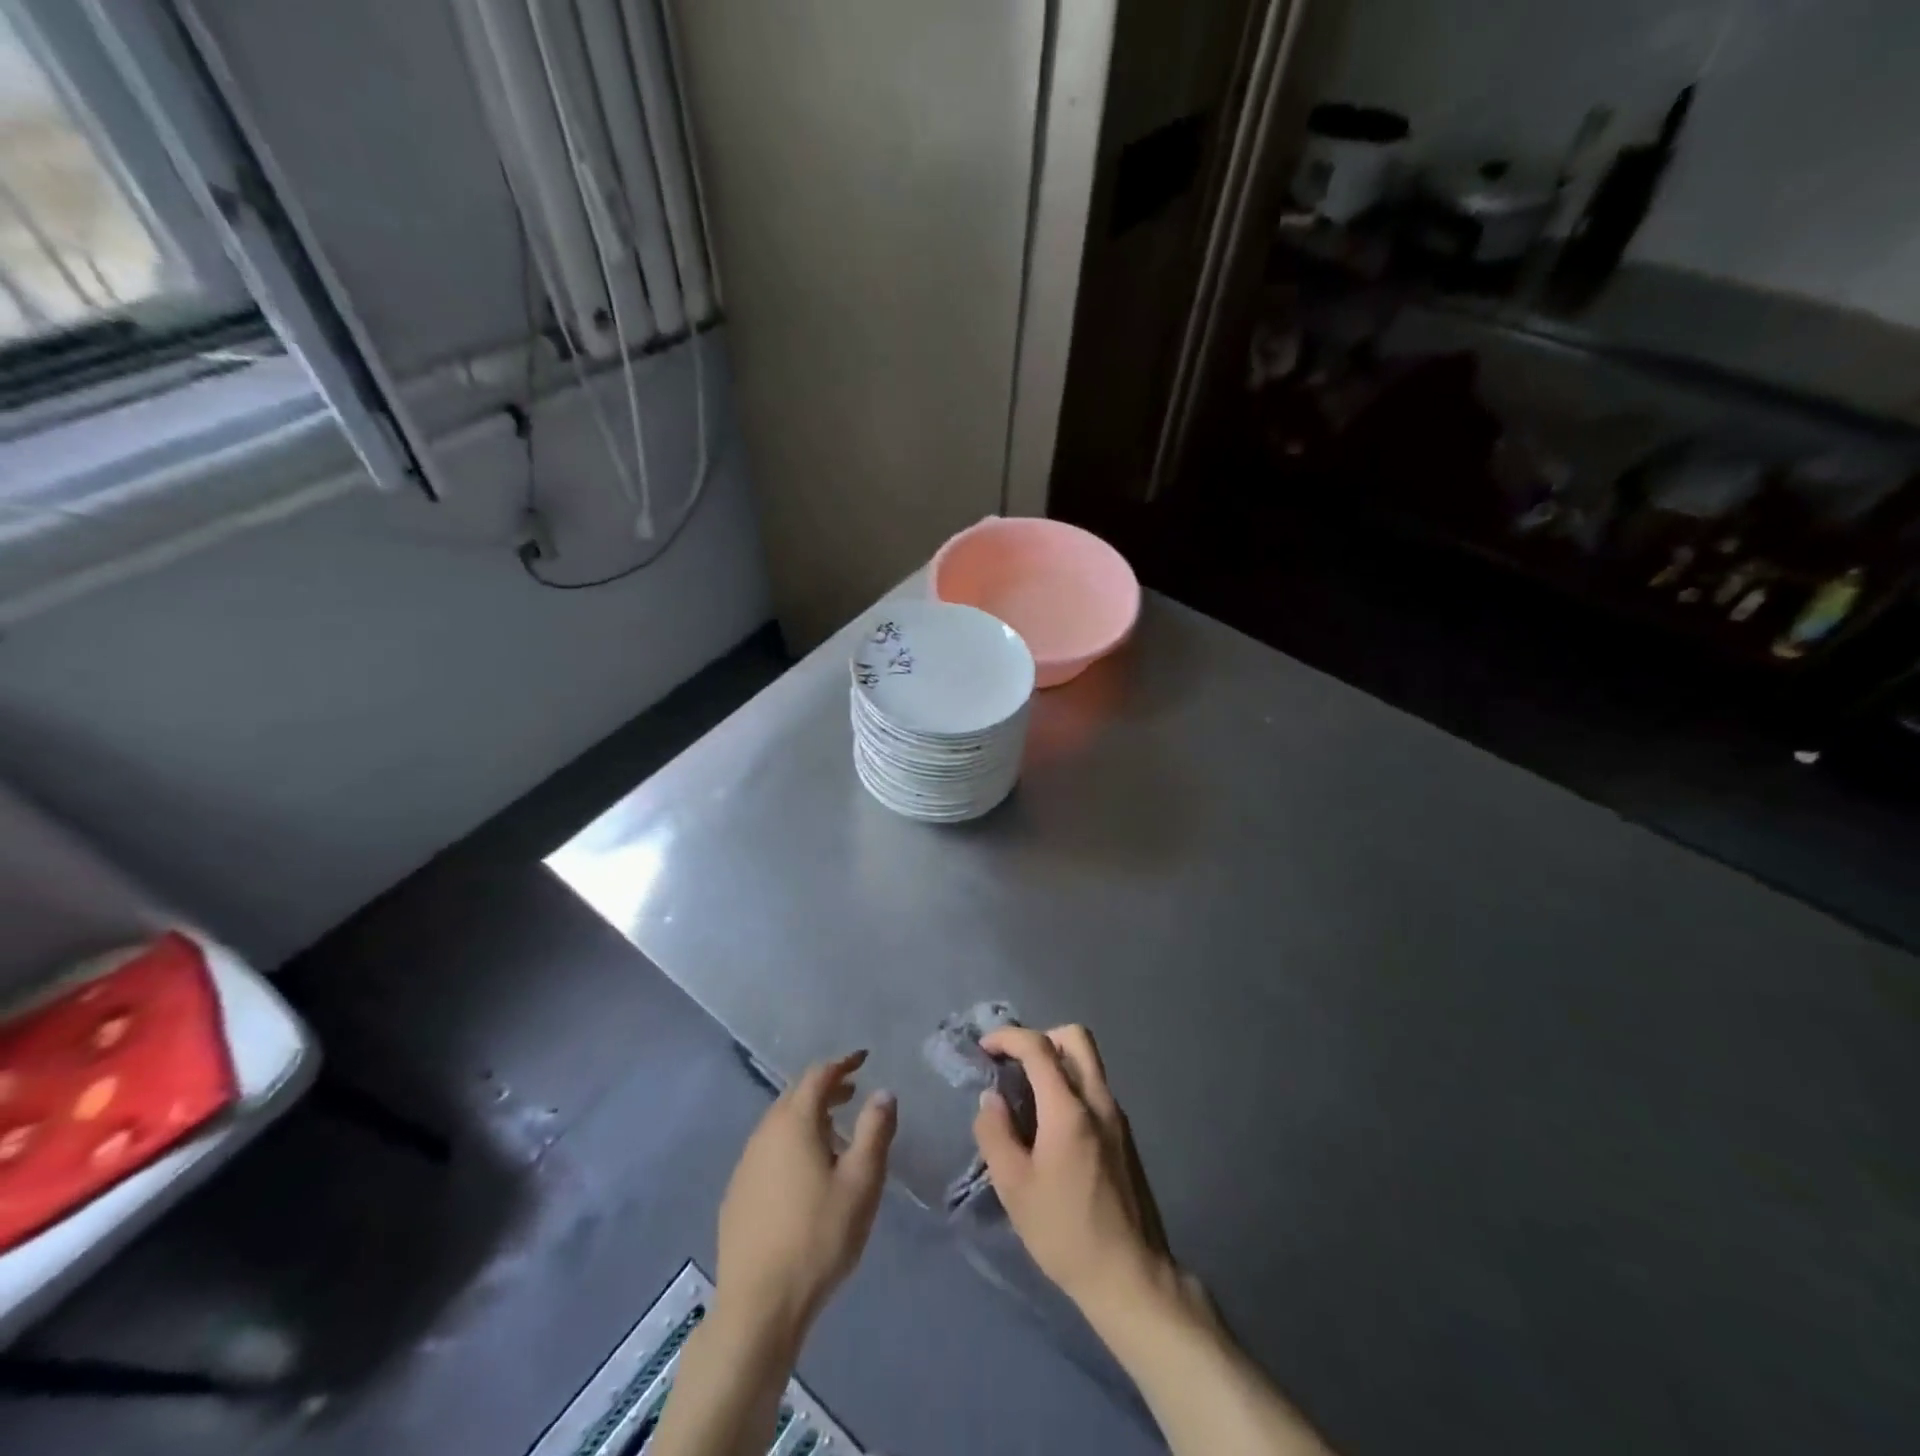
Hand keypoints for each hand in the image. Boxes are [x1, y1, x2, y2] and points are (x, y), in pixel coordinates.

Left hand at [715, 1051, 896, 1341]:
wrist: (759, 1306)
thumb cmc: (818, 1237)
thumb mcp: (861, 1182)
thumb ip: (875, 1131)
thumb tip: (882, 1092)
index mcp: (794, 1122)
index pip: (818, 1076)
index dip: (842, 1064)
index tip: (863, 1059)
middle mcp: (764, 1133)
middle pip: (795, 1096)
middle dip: (825, 1088)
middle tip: (852, 1092)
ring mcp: (745, 1164)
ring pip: (779, 1124)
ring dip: (807, 1117)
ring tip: (834, 1132)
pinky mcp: (736, 1194)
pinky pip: (767, 1151)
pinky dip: (790, 1143)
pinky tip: (803, 1173)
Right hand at [973, 1025, 1179, 1316]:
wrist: (1131, 1276)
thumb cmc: (1066, 1232)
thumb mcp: (1014, 1188)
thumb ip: (996, 1134)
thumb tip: (991, 1099)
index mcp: (1069, 1109)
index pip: (1039, 1047)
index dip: (1008, 1038)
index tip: (985, 1047)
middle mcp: (1098, 1101)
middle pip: (1075, 1038)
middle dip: (1040, 1038)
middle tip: (1014, 1065)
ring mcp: (1117, 1117)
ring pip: (1088, 1063)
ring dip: (1056, 1062)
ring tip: (1026, 1096)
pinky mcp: (1124, 1136)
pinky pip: (1094, 1089)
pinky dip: (1070, 1086)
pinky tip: (1051, 1126)